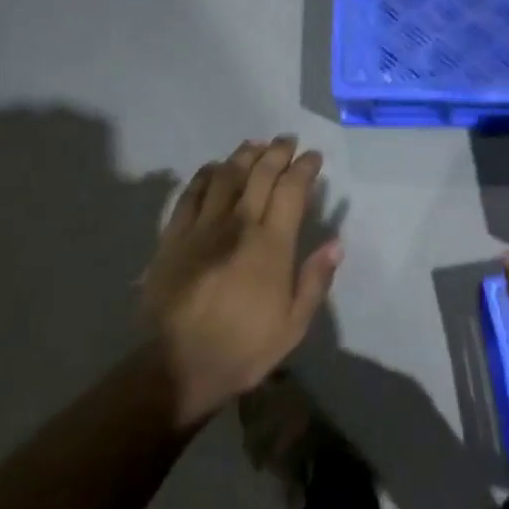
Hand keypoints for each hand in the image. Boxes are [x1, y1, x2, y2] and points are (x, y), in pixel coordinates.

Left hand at [140, 136, 341, 426]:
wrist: (178, 367)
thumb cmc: (245, 348)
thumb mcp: (294, 324)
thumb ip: (315, 279)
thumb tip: (335, 243)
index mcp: (271, 246)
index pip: (292, 191)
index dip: (304, 169)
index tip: (313, 158)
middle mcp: (238, 226)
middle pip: (259, 175)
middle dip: (277, 153)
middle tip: (287, 142)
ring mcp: (201, 229)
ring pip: (225, 177)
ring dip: (243, 156)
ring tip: (255, 145)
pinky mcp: (173, 238)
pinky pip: (190, 194)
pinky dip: (205, 175)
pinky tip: (214, 168)